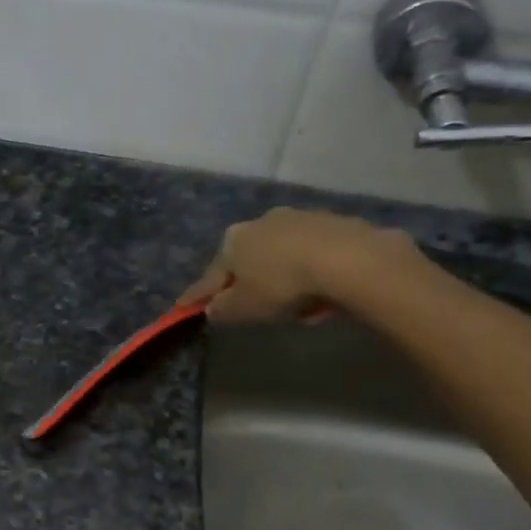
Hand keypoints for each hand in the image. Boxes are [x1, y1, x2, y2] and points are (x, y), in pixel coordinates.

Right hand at [179, 207, 426, 324]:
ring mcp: (298, 219)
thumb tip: (213, 309)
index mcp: (233, 241)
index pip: (210, 275)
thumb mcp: (244, 308)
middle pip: (248, 261)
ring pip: (283, 256)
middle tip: (258, 309)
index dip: (198, 294)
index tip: (184, 306)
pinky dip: (313, 274)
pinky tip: (324, 295)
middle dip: (250, 283)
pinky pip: (314, 256)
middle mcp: (261, 222)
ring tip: (301, 307)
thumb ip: (222, 310)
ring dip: (285, 278)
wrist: (347, 259)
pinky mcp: (333, 223)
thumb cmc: (282, 284)